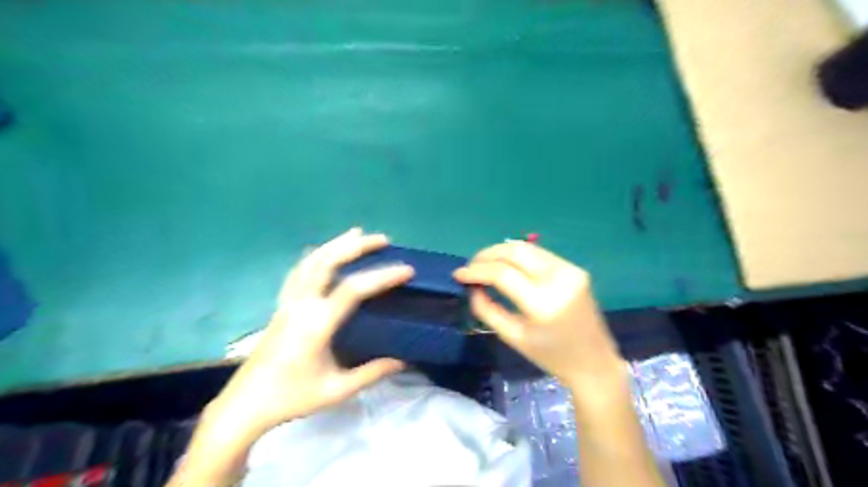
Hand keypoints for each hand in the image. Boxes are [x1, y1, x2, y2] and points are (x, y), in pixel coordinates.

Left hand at [210, 226, 411, 436]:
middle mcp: (301, 305)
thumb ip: (371, 373)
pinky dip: (316, 255)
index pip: (354, 289)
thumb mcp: (336, 390)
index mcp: (316, 324)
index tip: (407, 270)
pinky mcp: (281, 305)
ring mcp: (288, 302)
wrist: (244, 404)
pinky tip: (325, 252)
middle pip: (328, 261)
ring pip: (311, 261)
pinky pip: (299, 271)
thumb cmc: (291, 398)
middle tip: (382, 239)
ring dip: (336, 244)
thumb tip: (403, 360)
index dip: (382, 276)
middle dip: (356, 245)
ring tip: (357, 234)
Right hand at [456, 242, 619, 388]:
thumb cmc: (551, 357)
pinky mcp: (575, 268)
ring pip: (527, 247)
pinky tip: (506, 265)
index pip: (503, 274)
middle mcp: (559, 279)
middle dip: (487, 254)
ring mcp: (570, 270)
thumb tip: (472, 287)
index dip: (476, 270)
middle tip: (470, 266)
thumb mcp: (513, 337)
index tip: (458, 274)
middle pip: (515, 251)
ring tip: (483, 264)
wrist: (594, 362)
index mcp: (544, 303)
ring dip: (501, 252)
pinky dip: (518, 256)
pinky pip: (539, 254)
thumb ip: (487, 310)